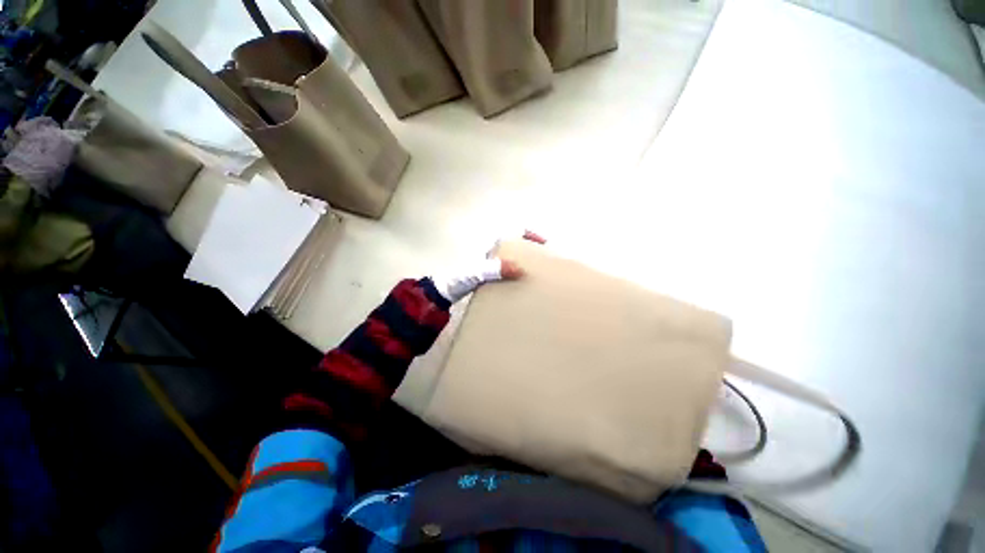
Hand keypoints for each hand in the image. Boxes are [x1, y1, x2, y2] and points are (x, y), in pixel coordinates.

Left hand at [434, 230, 545, 302]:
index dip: (530, 234)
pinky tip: (521, 287)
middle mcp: (494, 253)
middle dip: (531, 251)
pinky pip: (509, 272)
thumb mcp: (476, 272)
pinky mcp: (491, 276)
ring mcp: (492, 265)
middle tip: (544, 263)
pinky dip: (517, 276)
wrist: (445, 292)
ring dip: (525, 264)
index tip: (543, 244)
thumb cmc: (458, 279)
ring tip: (537, 276)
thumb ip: (494, 269)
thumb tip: (519, 268)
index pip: (514, 231)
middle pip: (517, 246)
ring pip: (513, 259)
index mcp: (492, 246)